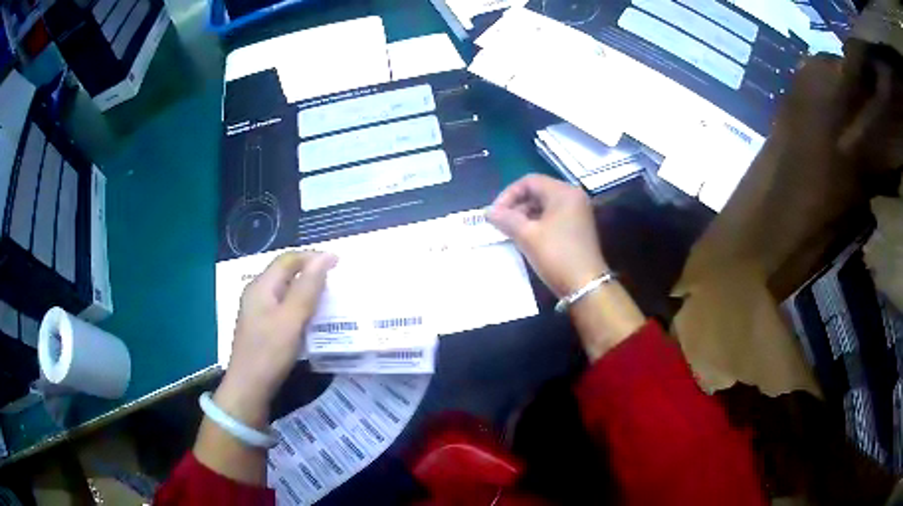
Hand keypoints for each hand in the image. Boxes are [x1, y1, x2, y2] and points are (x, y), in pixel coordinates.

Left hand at [216, 251, 336, 426]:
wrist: (249, 388)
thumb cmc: (269, 352)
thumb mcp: (291, 319)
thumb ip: (307, 288)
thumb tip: (324, 257)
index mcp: (261, 286)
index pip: (288, 259)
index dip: (313, 257)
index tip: (338, 262)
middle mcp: (257, 293)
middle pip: (285, 272)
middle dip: (310, 271)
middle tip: (335, 279)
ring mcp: (258, 311)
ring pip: (285, 290)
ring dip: (306, 289)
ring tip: (328, 296)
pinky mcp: (262, 327)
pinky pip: (283, 307)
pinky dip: (299, 306)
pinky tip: (311, 317)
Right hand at [488, 174, 606, 297]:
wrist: (585, 286)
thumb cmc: (556, 255)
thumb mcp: (527, 236)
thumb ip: (506, 219)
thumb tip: (488, 212)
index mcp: (563, 192)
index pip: (529, 181)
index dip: (508, 195)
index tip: (494, 214)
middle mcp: (573, 198)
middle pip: (537, 192)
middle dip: (515, 206)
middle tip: (499, 223)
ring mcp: (577, 213)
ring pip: (544, 206)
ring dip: (524, 216)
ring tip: (509, 232)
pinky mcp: (577, 228)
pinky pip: (552, 218)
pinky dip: (536, 224)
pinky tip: (524, 239)